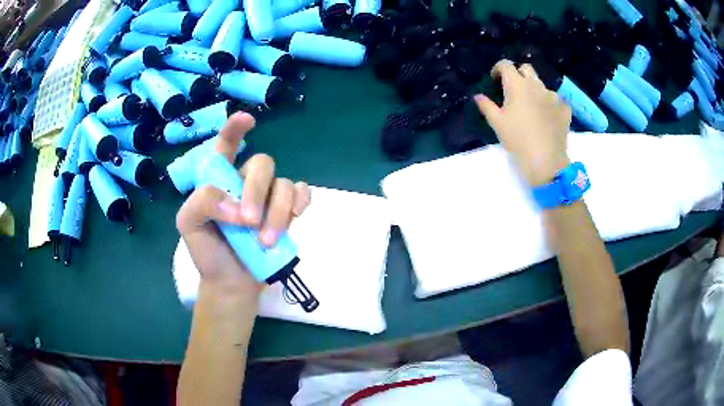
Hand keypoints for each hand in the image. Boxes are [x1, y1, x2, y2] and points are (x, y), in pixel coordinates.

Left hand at [175, 113, 310, 299]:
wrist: (231, 283)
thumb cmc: (207, 251)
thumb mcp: (188, 224)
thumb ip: (203, 202)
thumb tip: (238, 206)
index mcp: (219, 179)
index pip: (226, 145)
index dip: (235, 129)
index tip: (248, 120)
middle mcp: (245, 181)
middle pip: (261, 164)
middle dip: (256, 191)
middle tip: (248, 223)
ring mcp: (268, 197)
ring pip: (283, 184)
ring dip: (277, 211)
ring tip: (265, 241)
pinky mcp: (288, 212)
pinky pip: (301, 193)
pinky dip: (300, 202)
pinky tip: (295, 216)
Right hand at [474, 60, 571, 185]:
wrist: (545, 160)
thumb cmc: (517, 139)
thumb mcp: (497, 123)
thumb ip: (486, 106)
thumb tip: (478, 96)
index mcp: (517, 84)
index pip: (506, 65)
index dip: (498, 69)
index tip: (496, 81)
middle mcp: (536, 85)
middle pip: (526, 69)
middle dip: (518, 74)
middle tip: (514, 91)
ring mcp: (553, 96)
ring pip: (542, 85)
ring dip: (535, 91)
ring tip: (532, 109)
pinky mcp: (564, 109)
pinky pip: (557, 101)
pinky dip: (550, 105)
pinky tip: (548, 117)